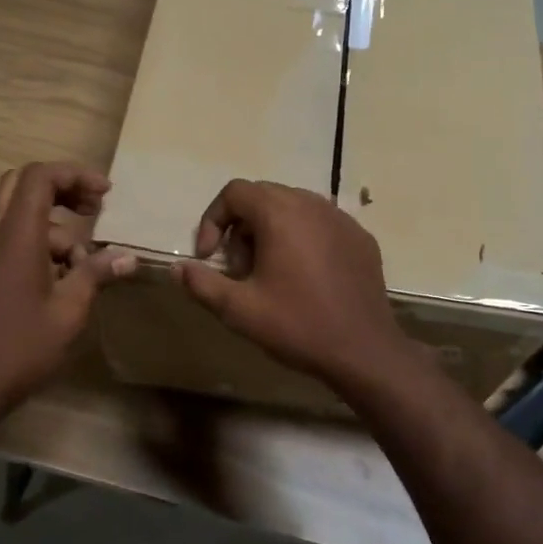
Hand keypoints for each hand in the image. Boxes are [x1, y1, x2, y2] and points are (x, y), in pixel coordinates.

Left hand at [0, 162, 137, 408]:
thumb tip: (128, 257)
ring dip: (52, 224)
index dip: (74, 175)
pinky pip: (8, 237)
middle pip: (21, 184)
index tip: (105, 194)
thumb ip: (96, 274)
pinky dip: (35, 241)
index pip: (40, 177)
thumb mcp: (70, 310)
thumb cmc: (22, 346)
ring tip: (80, 262)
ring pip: (15, 213)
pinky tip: (58, 277)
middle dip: (60, 188)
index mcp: (15, 236)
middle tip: (92, 208)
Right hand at [174, 179, 410, 389]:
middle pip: (263, 197)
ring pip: (293, 209)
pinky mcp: (361, 238)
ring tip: (270, 275)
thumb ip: (202, 284)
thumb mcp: (239, 310)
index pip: (234, 192)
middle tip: (240, 270)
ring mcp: (342, 219)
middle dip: (241, 228)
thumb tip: (178, 268)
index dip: (212, 220)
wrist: (364, 350)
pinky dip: (303, 240)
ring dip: (271, 232)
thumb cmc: (297, 325)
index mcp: (280, 214)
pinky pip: (321, 225)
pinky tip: (305, 278)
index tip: (210, 257)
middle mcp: (312, 204)